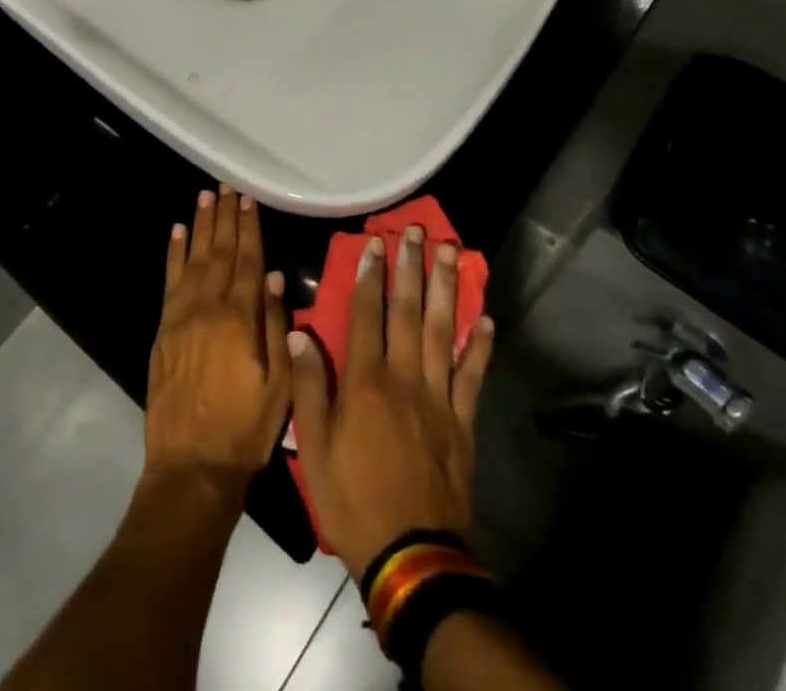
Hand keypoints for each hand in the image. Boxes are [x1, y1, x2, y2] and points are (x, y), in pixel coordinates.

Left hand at [145, 185, 291, 493]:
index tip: (249, 200)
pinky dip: (173, 254)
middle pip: (219, 252)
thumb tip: (275, 276)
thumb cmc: (245, 429)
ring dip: (201, 226)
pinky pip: (169, 281)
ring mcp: (181, 316)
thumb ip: (277, 326)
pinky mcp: (164, 329)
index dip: (249, 228)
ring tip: (205, 197)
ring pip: (193, 259)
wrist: (191, 465)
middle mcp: (208, 307)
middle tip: (227, 187)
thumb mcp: (280, 385)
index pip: (247, 261)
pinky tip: (177, 233)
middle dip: (225, 218)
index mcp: (239, 319)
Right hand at [289, 227, 493, 575]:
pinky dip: (480, 346)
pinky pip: (473, 376)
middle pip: (408, 313)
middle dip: (412, 267)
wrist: (410, 555)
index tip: (376, 243)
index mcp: (365, 383)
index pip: (367, 316)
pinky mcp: (462, 422)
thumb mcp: (313, 448)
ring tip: (451, 252)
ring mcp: (438, 399)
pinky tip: (486, 317)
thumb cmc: (352, 499)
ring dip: (446, 289)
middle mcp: (404, 379)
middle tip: (417, 230)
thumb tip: (299, 334)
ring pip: (443, 332)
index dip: (370, 277)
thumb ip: (307, 387)